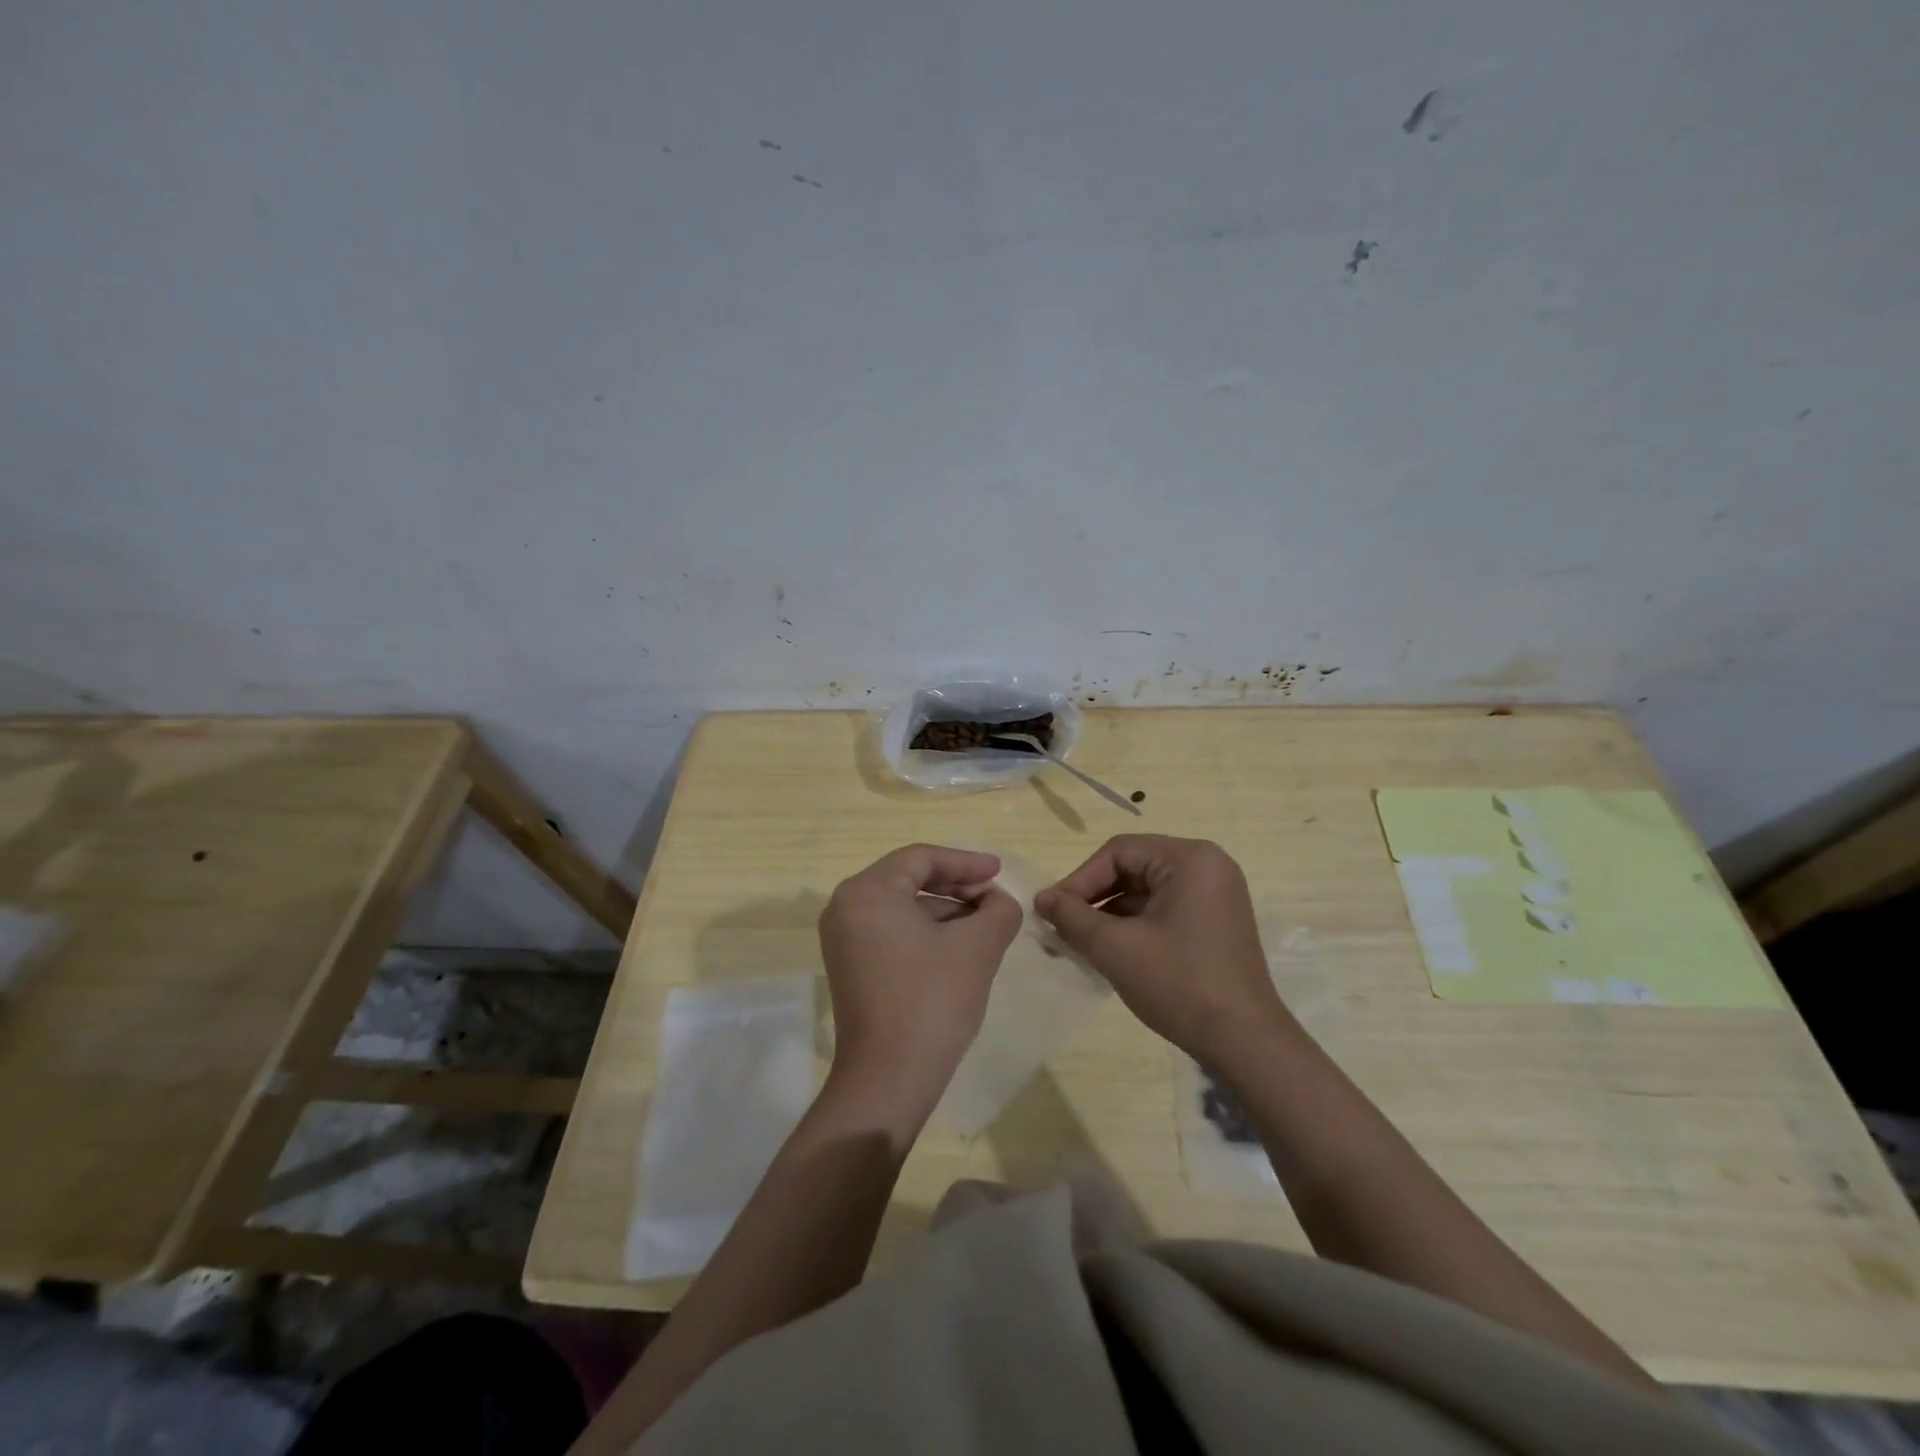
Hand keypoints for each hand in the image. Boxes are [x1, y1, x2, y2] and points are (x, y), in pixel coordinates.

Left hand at [817, 845, 1021, 1115]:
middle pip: (909, 879)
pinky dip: (928, 932)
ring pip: (903, 907)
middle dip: (956, 885)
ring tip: (986, 923)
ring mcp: (845, 940)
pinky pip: (893, 932)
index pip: (920, 859)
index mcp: (867, 892)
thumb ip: (998, 911)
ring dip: (946, 910)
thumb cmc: (931, 1001)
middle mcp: (846, 908)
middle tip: (994, 897)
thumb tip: (1000, 902)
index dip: (965, 862)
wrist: (889, 1080)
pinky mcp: (852, 967)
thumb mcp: (977, 947)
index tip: (999, 872)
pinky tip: (961, 947)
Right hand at [1035, 835, 1287, 1062]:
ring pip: (1146, 891)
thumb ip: (1072, 917)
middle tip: (1061, 925)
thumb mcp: (1115, 948)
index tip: (1051, 910)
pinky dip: (1134, 925)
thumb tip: (1042, 899)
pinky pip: (1163, 909)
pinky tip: (1110, 950)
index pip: (1119, 852)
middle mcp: (1207, 866)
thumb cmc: (1179, 984)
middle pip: (1133, 868)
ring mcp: (1215, 895)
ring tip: (1078, 942)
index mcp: (1190, 859)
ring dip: (1110, 913)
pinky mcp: (1215, 922)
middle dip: (1094, 897)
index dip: (1079, 879)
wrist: (1245, 1043)